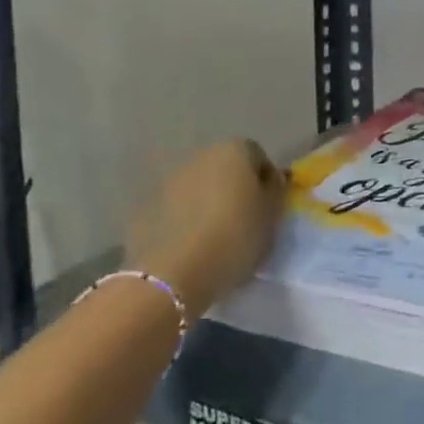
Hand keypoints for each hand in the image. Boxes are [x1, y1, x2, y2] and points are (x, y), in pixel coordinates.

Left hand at [126, 139, 286, 310]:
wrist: (175, 273)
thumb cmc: (235, 237)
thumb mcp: (272, 215)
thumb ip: (276, 190)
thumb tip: (272, 179)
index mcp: (235, 150)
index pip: (258, 156)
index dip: (266, 181)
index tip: (268, 208)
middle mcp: (201, 155)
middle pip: (226, 168)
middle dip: (235, 188)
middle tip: (243, 221)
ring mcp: (170, 179)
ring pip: (199, 187)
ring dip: (208, 203)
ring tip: (215, 237)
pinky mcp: (147, 207)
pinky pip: (176, 208)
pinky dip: (185, 219)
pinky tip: (191, 246)